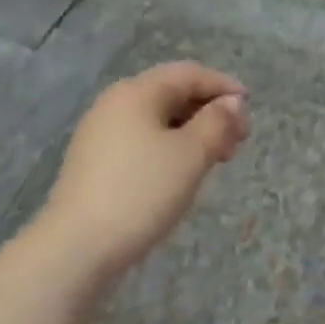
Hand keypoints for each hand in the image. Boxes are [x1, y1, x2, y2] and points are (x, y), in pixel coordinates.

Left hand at [35, 62, 249, 289]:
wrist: (75, 250)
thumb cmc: (140, 192)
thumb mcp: (191, 155)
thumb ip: (217, 122)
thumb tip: (232, 102)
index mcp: (137, 92)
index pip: (189, 74)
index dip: (223, 86)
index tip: (249, 111)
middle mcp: (115, 103)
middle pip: (172, 93)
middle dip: (209, 111)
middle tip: (237, 142)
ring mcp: (100, 133)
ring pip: (158, 119)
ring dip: (192, 131)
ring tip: (215, 159)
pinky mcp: (95, 162)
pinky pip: (142, 139)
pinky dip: (169, 146)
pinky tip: (181, 172)